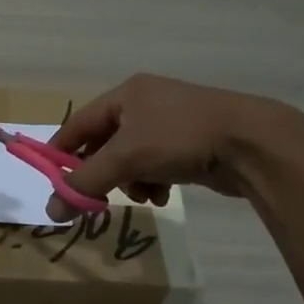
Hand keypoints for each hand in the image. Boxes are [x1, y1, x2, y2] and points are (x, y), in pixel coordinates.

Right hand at [44, 74, 303, 220]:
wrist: (251, 143)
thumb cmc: (180, 138)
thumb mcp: (126, 158)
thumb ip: (85, 182)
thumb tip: (51, 210)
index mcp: (126, 94)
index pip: (79, 123)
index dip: (62, 152)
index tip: (52, 181)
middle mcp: (145, 104)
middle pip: (105, 143)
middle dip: (103, 172)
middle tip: (97, 198)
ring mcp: (169, 123)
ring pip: (131, 159)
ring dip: (130, 182)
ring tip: (144, 195)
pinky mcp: (190, 144)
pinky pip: (156, 165)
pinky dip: (154, 182)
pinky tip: (163, 195)